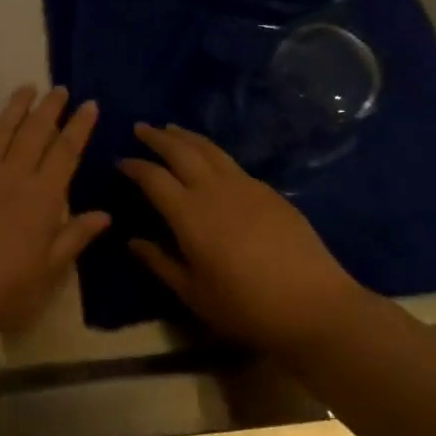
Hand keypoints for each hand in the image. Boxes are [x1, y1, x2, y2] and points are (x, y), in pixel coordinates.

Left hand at [0, 87, 108, 335]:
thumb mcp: (46, 274)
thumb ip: (73, 238)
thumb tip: (105, 214)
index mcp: (42, 199)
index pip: (66, 153)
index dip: (79, 127)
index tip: (89, 105)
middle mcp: (13, 176)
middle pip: (35, 133)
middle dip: (50, 108)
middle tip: (60, 88)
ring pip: (1, 130)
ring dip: (16, 107)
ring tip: (27, 87)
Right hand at [121, 124, 361, 355]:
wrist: (314, 306)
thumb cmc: (246, 307)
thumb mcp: (194, 293)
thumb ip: (160, 263)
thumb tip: (133, 241)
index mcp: (189, 213)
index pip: (153, 177)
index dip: (134, 166)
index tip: (120, 160)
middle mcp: (213, 189)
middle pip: (180, 150)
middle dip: (157, 137)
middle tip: (141, 128)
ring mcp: (245, 186)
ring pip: (209, 149)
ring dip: (186, 136)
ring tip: (171, 129)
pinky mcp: (269, 191)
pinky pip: (232, 163)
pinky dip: (213, 153)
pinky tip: (211, 159)